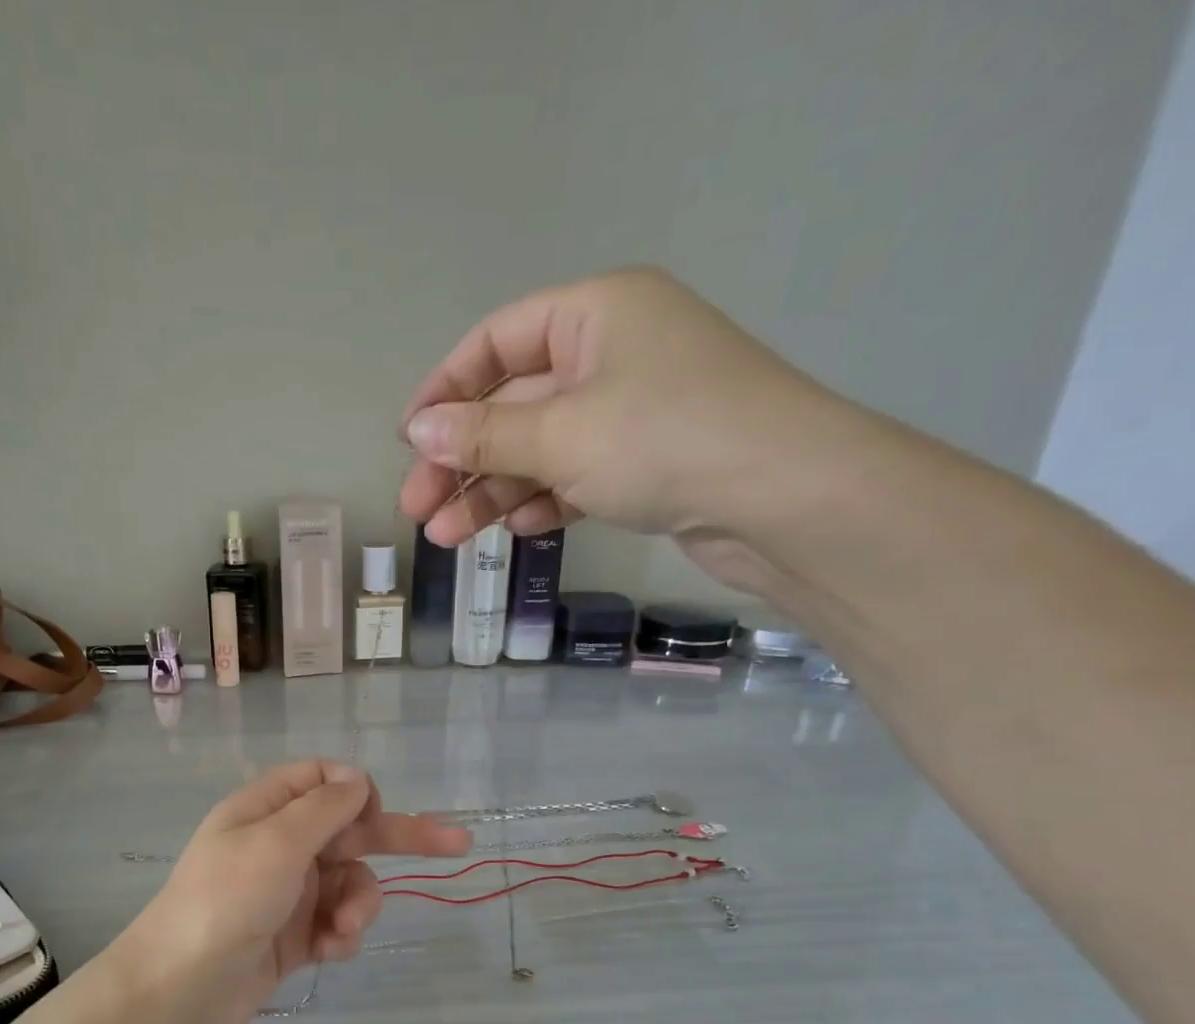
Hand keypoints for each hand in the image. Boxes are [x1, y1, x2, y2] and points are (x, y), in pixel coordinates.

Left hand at [124, 761, 469, 1023]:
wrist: (178, 994)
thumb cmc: (226, 902)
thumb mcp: (277, 842)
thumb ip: (323, 807)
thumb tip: (358, 779)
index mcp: (264, 810)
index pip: (319, 778)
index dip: (354, 789)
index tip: (375, 813)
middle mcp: (276, 845)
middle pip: (347, 830)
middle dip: (396, 839)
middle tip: (458, 843)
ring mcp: (285, 893)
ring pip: (348, 882)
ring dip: (358, 903)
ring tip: (344, 931)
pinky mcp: (292, 938)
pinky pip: (335, 923)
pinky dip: (340, 934)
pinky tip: (330, 952)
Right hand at [397, 267, 863, 588]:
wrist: (786, 500)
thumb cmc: (664, 441)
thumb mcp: (560, 435)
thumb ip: (483, 435)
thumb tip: (418, 431)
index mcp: (595, 313)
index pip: (496, 341)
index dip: (445, 390)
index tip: (408, 441)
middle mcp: (612, 351)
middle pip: (513, 403)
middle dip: (462, 460)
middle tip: (418, 509)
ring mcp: (633, 409)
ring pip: (541, 447)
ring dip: (493, 491)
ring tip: (448, 538)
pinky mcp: (648, 460)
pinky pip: (577, 473)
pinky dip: (544, 500)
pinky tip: (518, 530)